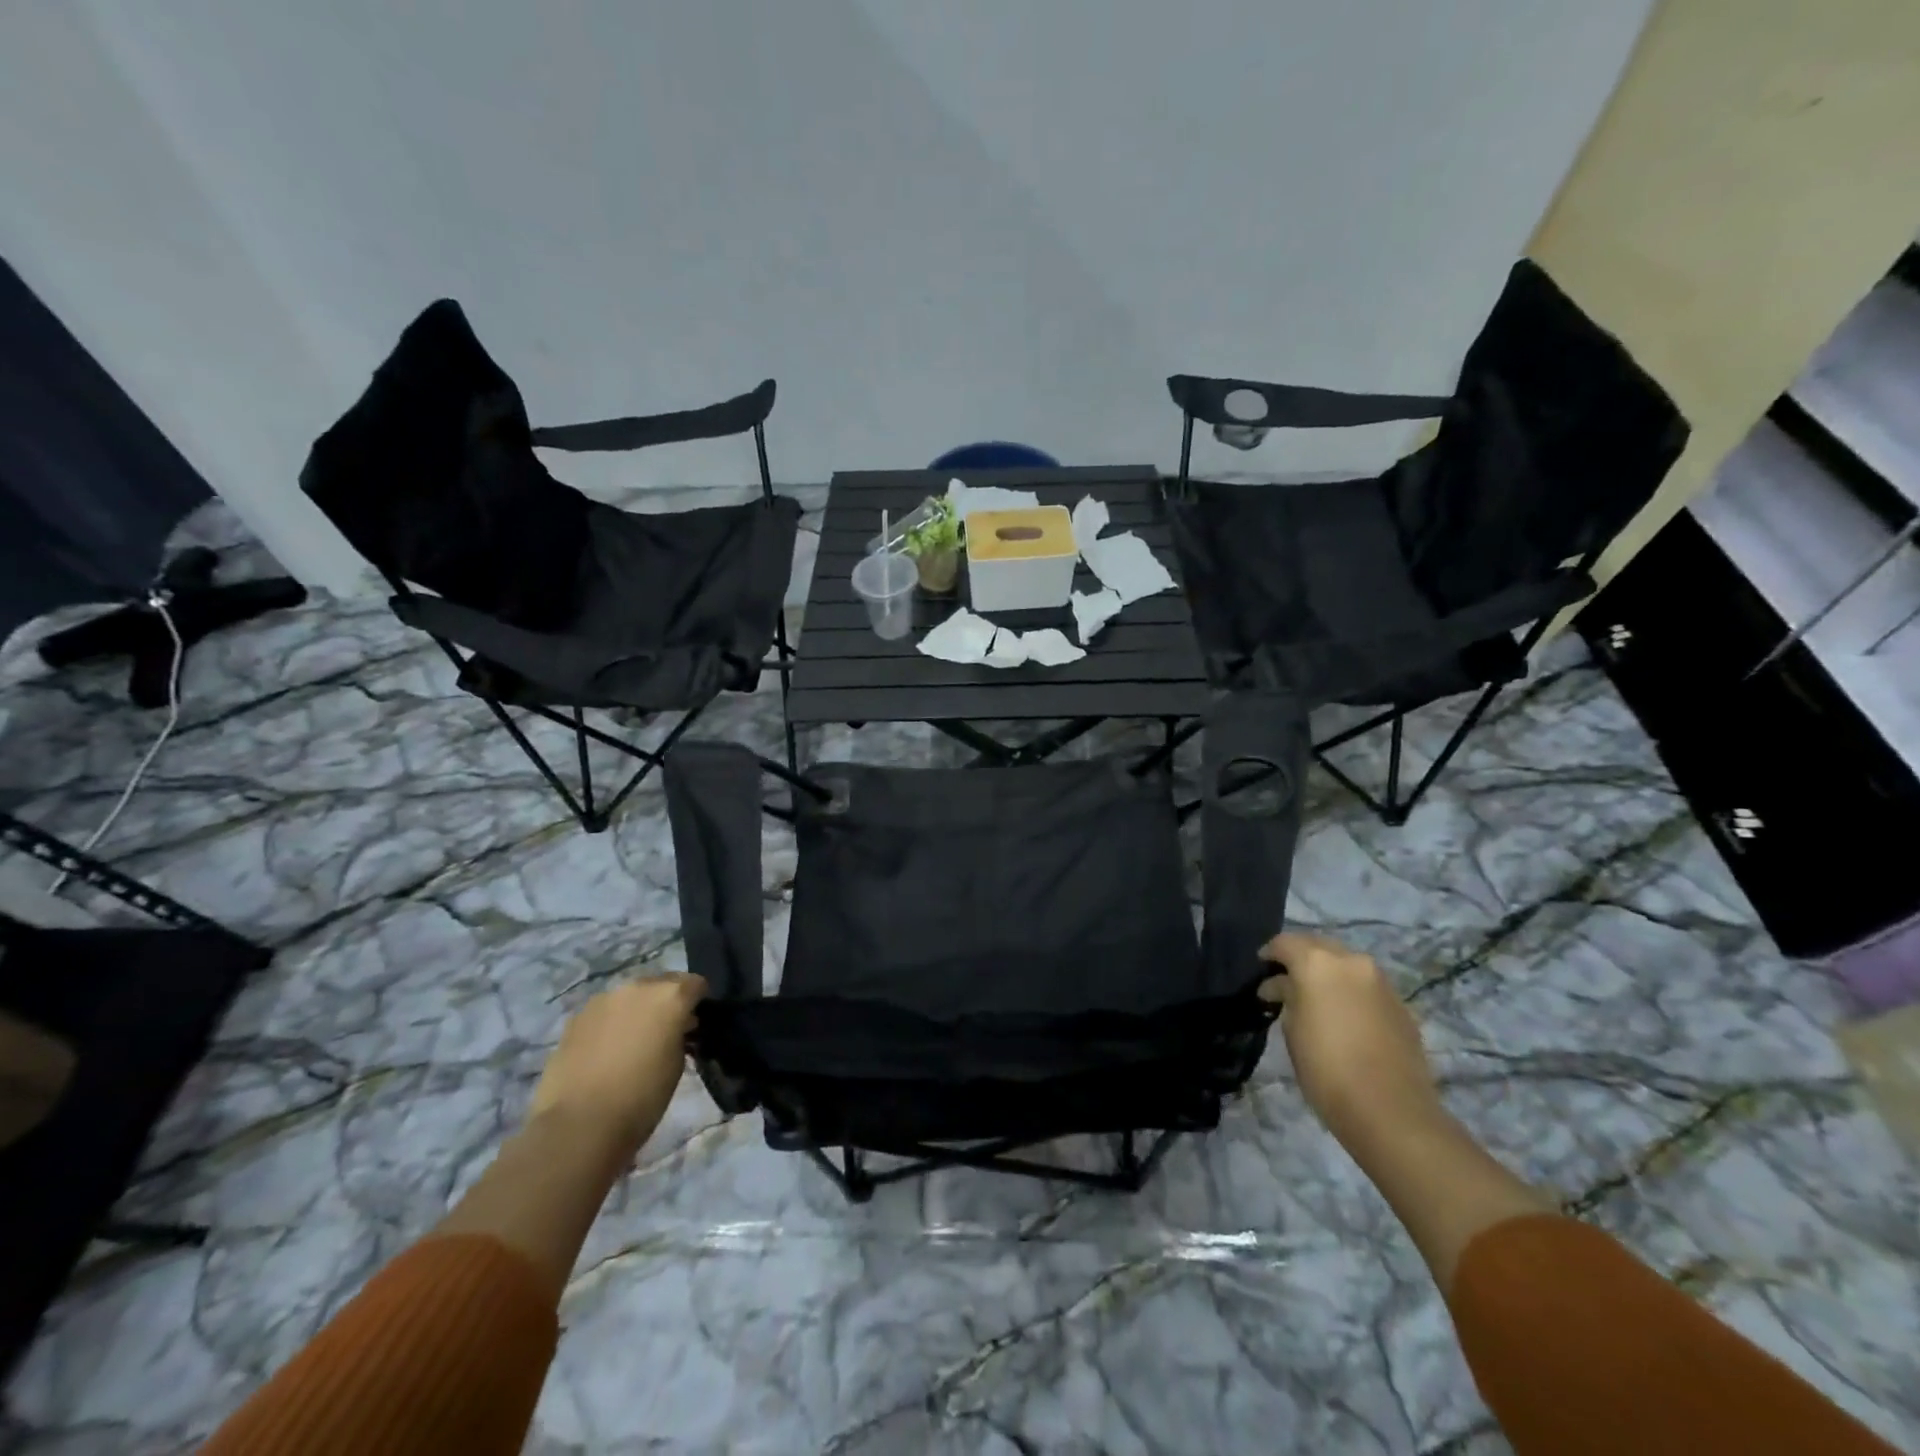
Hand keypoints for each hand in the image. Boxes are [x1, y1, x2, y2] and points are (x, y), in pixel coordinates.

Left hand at [527, 974, 706, 1157]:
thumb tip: (676, 1028)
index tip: (695, 1023)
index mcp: (670, 996)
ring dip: (637, 1010)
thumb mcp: (677, 1064)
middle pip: (661, 983)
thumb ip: (680, 1035)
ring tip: (633, 1042)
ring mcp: (603, 1000)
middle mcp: (638, 987)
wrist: (579, 1126)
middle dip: (666, 1002)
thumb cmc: (642, 1098)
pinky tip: (606, 1051)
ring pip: (630, 996)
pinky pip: (603, 1012)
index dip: (698, 1002)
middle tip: (665, 1031)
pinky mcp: (576, 1018)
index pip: (696, 984)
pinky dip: (610, 1024)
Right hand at [1258, 932, 1439, 1139]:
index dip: (1269, 954)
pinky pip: (1366, 985)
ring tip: (1315, 998)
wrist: (1390, 1110)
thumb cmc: (1326, 1069)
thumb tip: (1284, 986)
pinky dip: (1350, 991)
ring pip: (1345, 964)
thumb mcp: (1292, 1029)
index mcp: (1317, 963)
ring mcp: (1380, 981)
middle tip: (1286, 981)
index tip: (1260, 969)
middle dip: (1301, 958)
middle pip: (1319, 946)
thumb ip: (1287, 997)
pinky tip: (1343, 1014)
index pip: (1285, 943)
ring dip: (1328, 973)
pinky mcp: (1400, 1003)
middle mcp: (1351, 961)